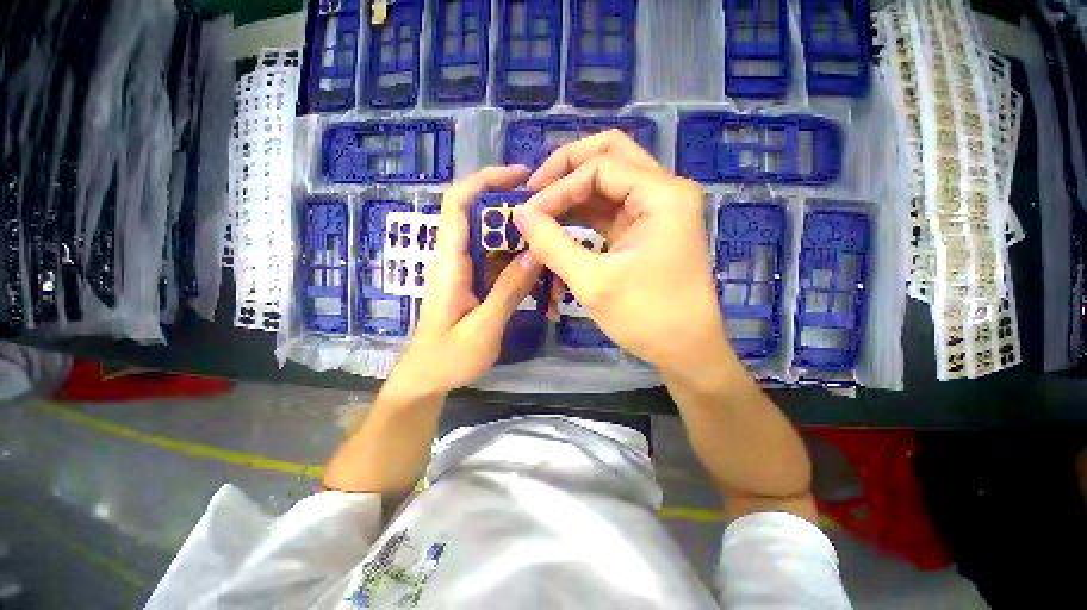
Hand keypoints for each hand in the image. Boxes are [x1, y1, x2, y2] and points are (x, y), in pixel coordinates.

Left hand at [389, 166, 543, 396]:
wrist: (426, 379)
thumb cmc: (448, 358)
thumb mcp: (482, 328)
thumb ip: (508, 291)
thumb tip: (536, 254)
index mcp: (450, 263)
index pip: (458, 203)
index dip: (485, 180)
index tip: (520, 175)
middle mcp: (455, 259)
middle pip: (480, 216)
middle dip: (512, 207)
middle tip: (549, 212)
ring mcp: (465, 271)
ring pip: (492, 239)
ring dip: (519, 235)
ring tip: (550, 239)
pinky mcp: (474, 283)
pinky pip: (497, 261)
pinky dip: (518, 258)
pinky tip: (539, 267)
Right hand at [513, 131, 734, 378]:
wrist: (687, 350)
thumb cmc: (646, 317)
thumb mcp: (593, 281)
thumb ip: (552, 243)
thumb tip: (520, 213)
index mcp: (662, 195)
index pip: (600, 167)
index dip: (559, 187)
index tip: (528, 213)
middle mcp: (665, 191)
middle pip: (611, 155)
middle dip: (568, 168)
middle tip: (535, 188)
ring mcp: (658, 209)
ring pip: (611, 179)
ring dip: (574, 189)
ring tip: (542, 206)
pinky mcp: (648, 229)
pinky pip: (612, 206)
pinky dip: (585, 210)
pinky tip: (561, 220)